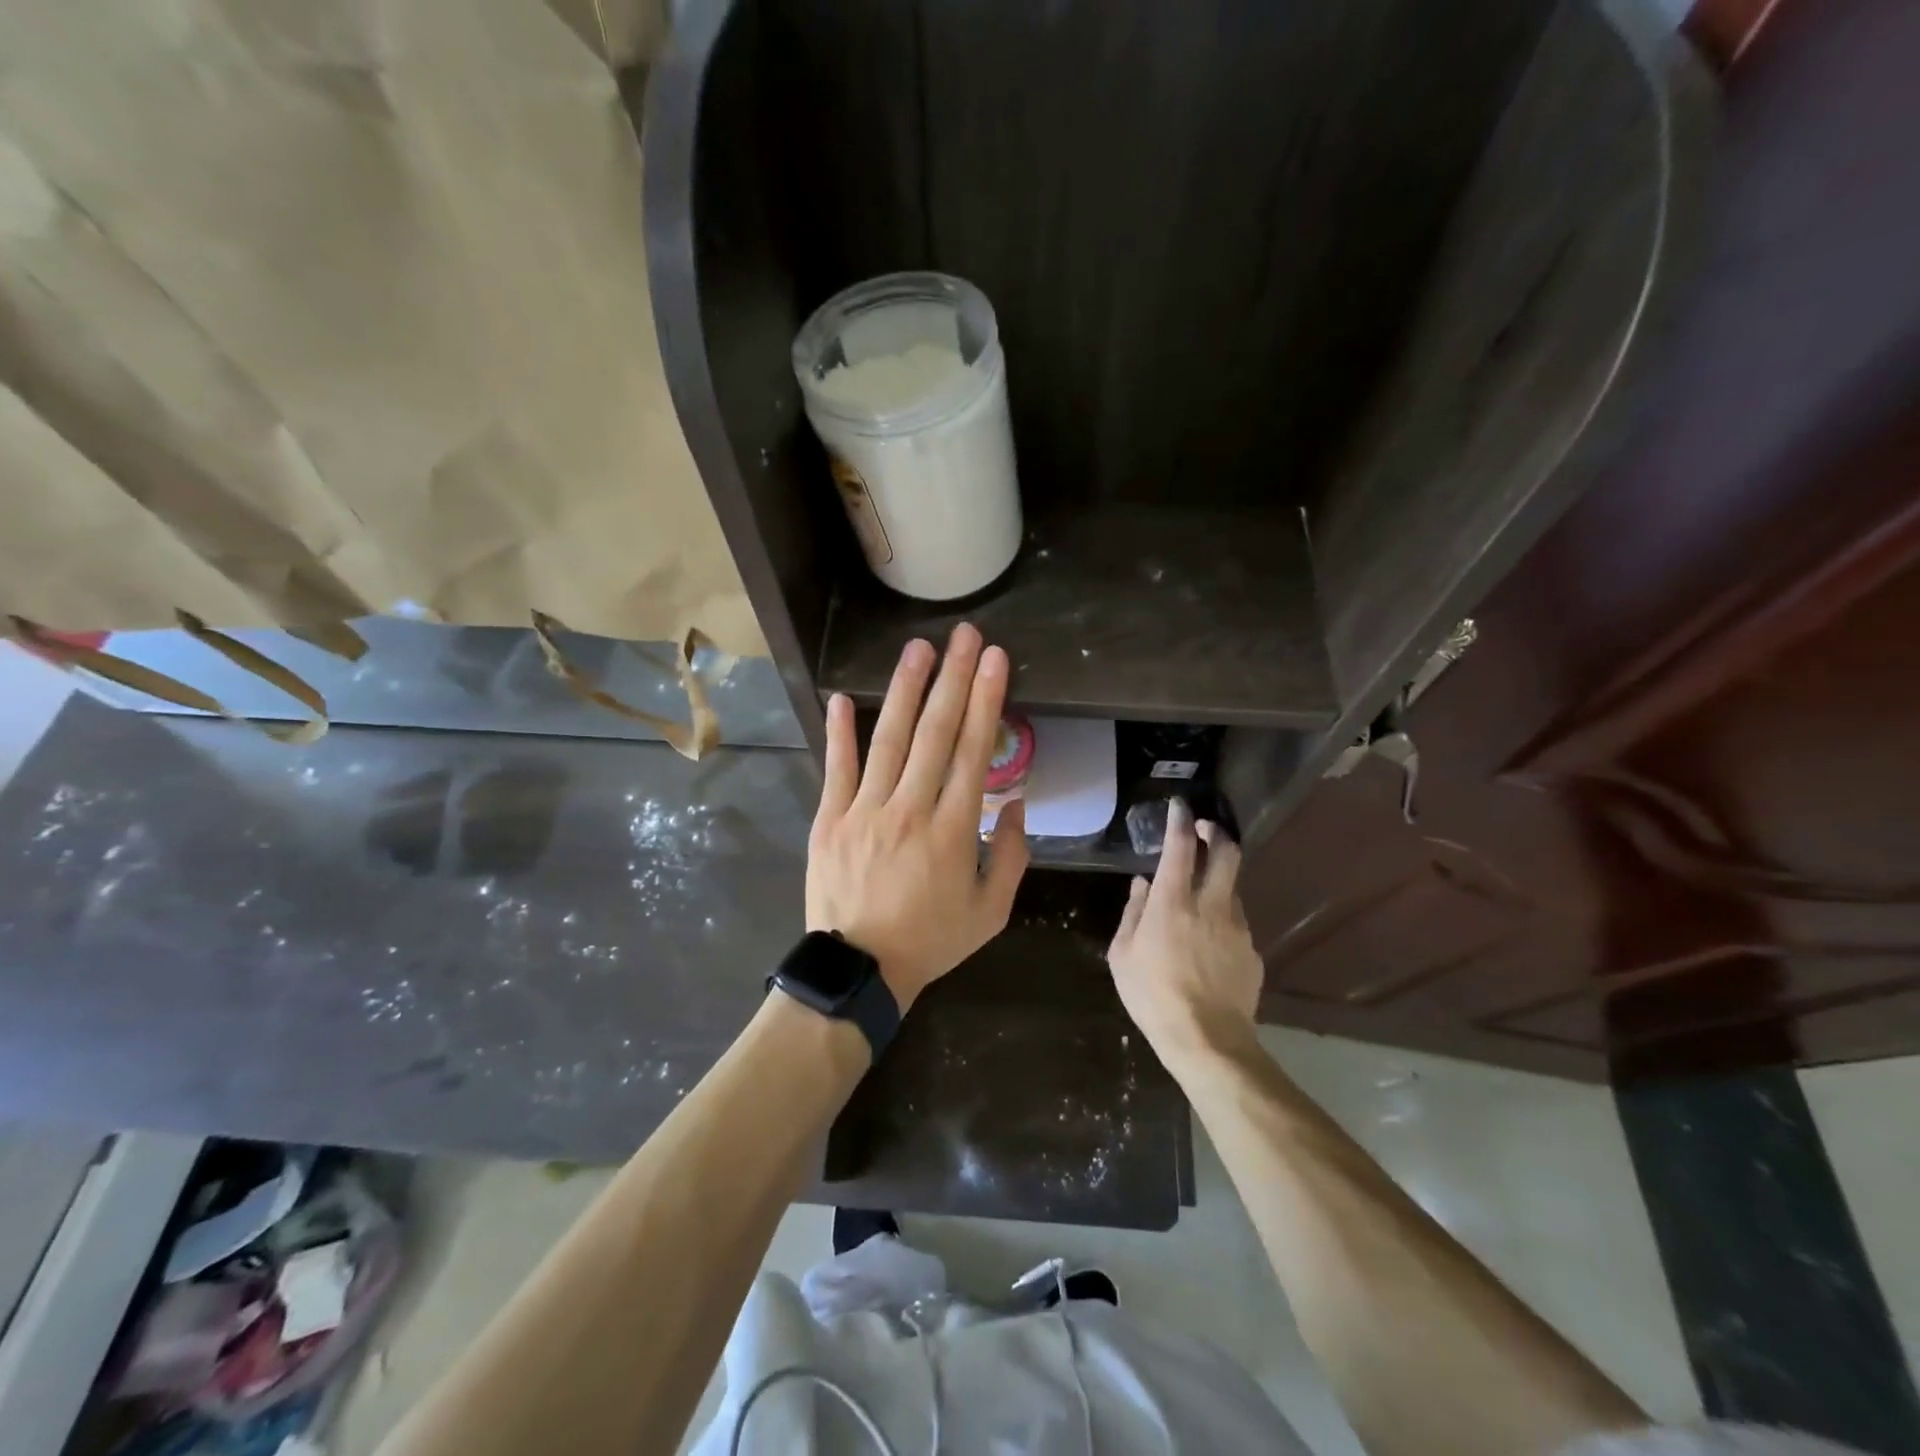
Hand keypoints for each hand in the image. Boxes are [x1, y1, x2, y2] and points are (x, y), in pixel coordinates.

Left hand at [807, 623, 1029, 1012]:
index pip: (975, 752)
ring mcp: (864, 812)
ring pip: (889, 741)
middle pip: (935, 733)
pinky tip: (846, 697)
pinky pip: (836, 769)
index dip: (987, 701)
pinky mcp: (830, 820)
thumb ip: (1012, 857)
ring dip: (906, 691)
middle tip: (965, 636)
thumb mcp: (992, 913)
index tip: (996, 661)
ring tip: (919, 649)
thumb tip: (1016, 804)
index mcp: (954, 831)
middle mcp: (910, 810)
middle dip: (954, 679)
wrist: (860, 972)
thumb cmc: (931, 941)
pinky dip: (840, 733)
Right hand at [1106, 800, 1263, 1075]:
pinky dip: (1222, 919)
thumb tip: (1142, 884)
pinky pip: (1236, 923)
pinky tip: (1208, 943)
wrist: (1207, 1041)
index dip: (1181, 820)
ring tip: (1198, 898)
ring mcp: (1238, 928)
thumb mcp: (1123, 954)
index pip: (1182, 846)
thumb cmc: (1153, 996)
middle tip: (1203, 831)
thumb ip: (1133, 912)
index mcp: (1174, 902)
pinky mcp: (1252, 952)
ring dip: (1217, 880)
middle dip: (1216, 833)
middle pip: (1227, 853)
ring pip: (1232, 888)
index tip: (1179, 806)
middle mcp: (1211, 905)